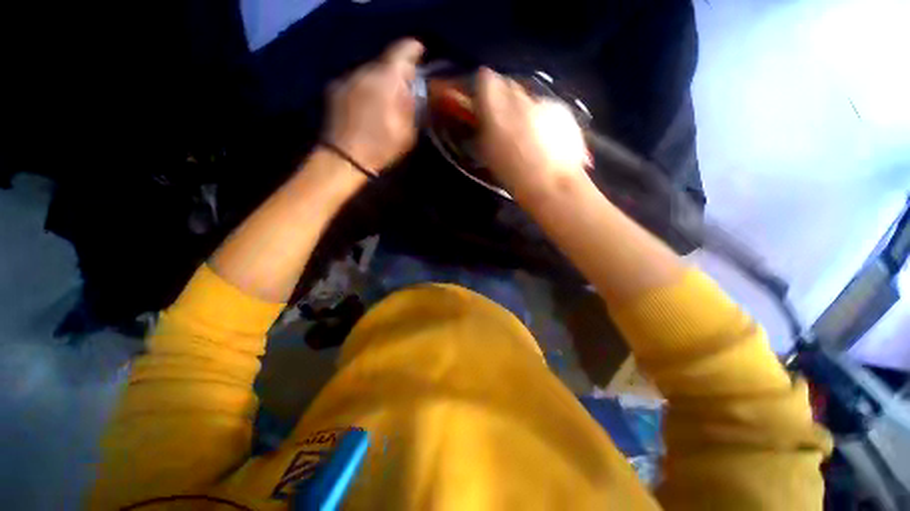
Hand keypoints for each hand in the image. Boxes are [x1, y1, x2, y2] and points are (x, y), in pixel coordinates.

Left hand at [324, 39, 423, 172]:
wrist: (343, 159)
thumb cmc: (380, 148)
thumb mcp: (407, 132)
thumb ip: (412, 107)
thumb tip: (413, 90)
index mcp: (386, 80)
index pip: (402, 50)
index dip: (414, 50)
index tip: (420, 55)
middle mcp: (364, 71)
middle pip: (385, 62)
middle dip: (396, 73)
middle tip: (404, 89)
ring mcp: (346, 78)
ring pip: (369, 72)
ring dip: (380, 82)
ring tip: (384, 101)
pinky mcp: (334, 89)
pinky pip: (355, 82)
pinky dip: (364, 89)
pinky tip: (366, 106)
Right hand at [476, 68, 588, 203]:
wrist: (552, 184)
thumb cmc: (513, 175)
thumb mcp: (487, 153)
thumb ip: (483, 127)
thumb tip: (482, 115)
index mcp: (496, 108)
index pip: (485, 79)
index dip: (482, 90)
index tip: (482, 103)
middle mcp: (520, 97)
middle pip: (508, 85)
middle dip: (503, 97)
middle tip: (502, 119)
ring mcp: (544, 101)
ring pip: (528, 97)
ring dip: (523, 109)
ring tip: (526, 134)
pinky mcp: (563, 109)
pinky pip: (546, 107)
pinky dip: (542, 118)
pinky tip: (545, 139)